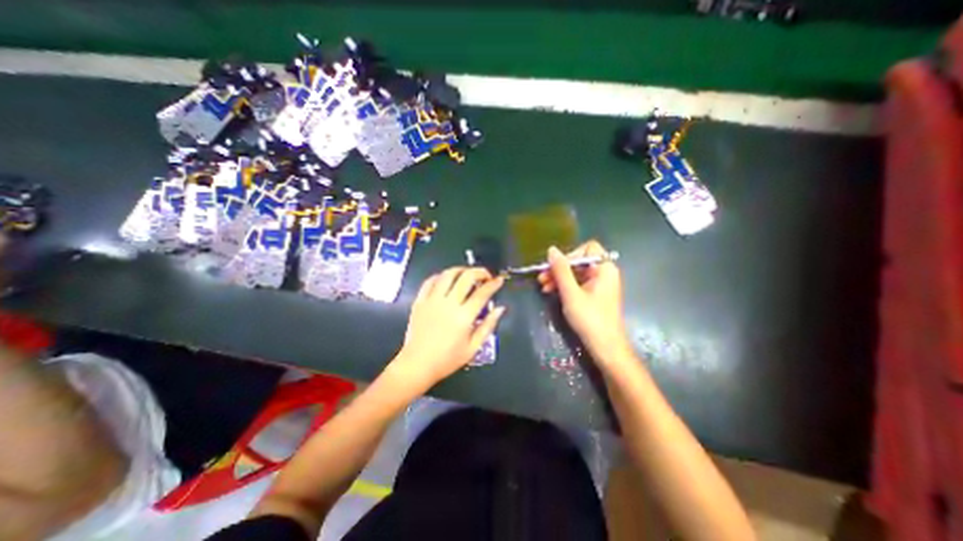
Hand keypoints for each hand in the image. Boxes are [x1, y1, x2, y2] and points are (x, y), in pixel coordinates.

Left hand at [394, 266, 506, 388]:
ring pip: (448, 274)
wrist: (417, 364)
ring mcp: (432, 300)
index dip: (493, 284)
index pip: (482, 293)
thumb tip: (500, 309)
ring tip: (467, 274)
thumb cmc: (447, 359)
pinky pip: (430, 281)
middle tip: (485, 275)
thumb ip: (488, 326)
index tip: (499, 280)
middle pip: (466, 277)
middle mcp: (448, 304)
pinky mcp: (420, 301)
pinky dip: (440, 276)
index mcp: (463, 317)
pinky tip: (446, 279)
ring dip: (461, 270)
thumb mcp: (473, 348)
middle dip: (480, 272)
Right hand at [534, 240, 632, 359]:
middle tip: (542, 278)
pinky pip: (577, 283)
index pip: (587, 249)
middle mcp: (604, 273)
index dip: (570, 255)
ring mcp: (599, 284)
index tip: (556, 267)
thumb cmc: (590, 319)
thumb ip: (561, 270)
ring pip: (576, 273)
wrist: (605, 347)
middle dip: (559, 269)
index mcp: (605, 269)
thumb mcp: (571, 293)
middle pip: (579, 261)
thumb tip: (551, 250)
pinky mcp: (594, 295)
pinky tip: (550, 292)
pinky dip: (564, 286)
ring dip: (558, 278)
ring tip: (543, 286)